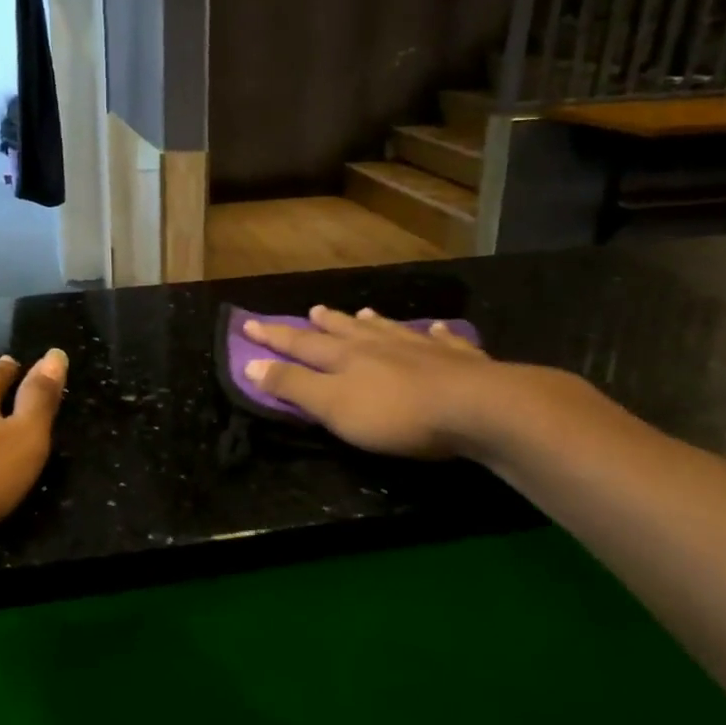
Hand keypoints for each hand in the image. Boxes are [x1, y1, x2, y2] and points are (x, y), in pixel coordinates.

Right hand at [241, 306, 526, 459]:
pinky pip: (442, 341)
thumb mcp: (332, 406)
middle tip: (312, 311)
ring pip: (389, 330)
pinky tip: (438, 330)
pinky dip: (435, 335)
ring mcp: (420, 348)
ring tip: (363, 313)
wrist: (475, 407)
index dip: (273, 337)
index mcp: (345, 357)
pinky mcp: (458, 361)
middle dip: (324, 323)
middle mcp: (379, 345)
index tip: (250, 324)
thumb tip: (251, 363)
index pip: (300, 344)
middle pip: (345, 330)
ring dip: (372, 323)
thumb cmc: (395, 413)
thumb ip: (293, 386)